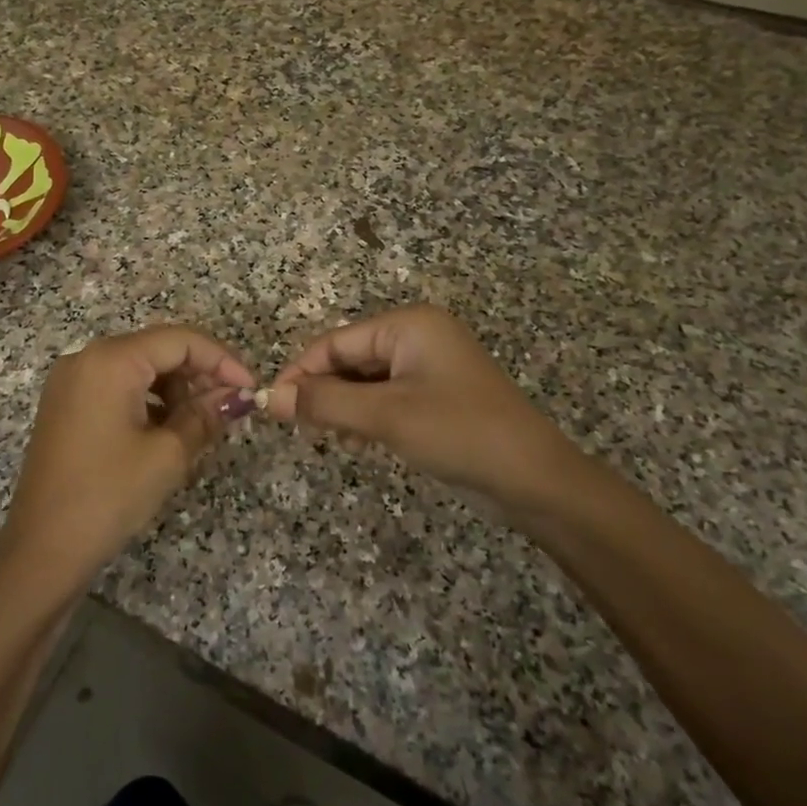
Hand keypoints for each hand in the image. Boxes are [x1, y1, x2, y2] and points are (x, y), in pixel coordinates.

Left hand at [0, 327, 256, 593]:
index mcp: (111, 360)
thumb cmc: (108, 496)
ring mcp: (72, 381)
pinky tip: (168, 429)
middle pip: (157, 348)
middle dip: (199, 374)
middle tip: (230, 407)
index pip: (180, 340)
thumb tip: (237, 397)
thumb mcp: (167, 455)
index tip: (250, 389)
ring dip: (175, 388)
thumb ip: (205, 416)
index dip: (222, 360)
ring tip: (203, 422)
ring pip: (138, 367)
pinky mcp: (66, 404)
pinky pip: (117, 386)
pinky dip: (148, 400)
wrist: (41, 549)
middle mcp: (87, 358)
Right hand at [268, 305, 586, 517]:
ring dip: (343, 408)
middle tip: (301, 430)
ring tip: (332, 439)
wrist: (535, 480)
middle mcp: (417, 337)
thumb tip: (270, 398)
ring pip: (365, 381)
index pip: (336, 341)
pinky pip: (385, 397)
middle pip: (349, 358)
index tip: (272, 405)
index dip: (301, 371)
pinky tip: (358, 443)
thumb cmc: (460, 433)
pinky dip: (366, 417)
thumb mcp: (386, 417)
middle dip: (324, 392)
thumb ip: (325, 403)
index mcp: (409, 325)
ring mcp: (428, 367)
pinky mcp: (435, 396)